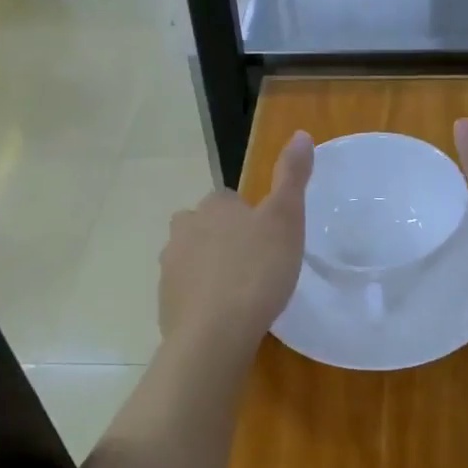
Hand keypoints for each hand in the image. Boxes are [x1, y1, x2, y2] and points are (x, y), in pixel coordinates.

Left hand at [158, 131, 313, 349]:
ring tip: (242, 294)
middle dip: (225, 241)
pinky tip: (225, 317)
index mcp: (213, 206)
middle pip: (206, 227)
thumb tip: (301, 133)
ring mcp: (170, 267)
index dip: (250, 218)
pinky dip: (203, 299)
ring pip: (194, 259)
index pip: (229, 200)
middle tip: (257, 266)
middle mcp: (184, 229)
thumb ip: (292, 176)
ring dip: (212, 269)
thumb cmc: (257, 270)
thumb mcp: (286, 218)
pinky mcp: (165, 302)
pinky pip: (188, 293)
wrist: (215, 334)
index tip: (269, 239)